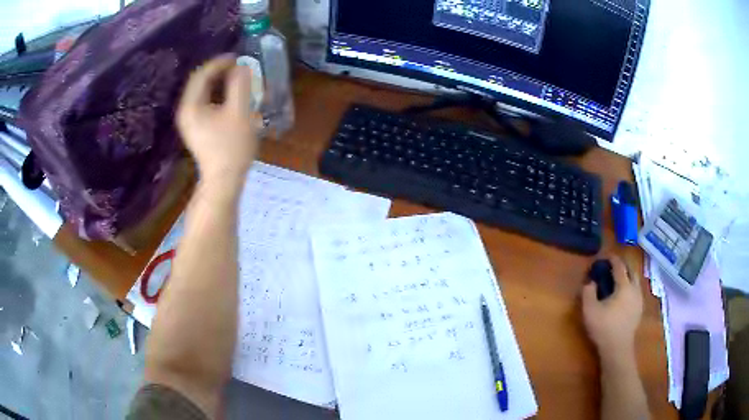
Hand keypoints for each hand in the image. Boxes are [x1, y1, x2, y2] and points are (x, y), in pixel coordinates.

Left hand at [177, 54, 259, 184]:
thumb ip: (240, 85)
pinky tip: (232, 96)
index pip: (201, 74)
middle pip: (200, 82)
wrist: (224, 180)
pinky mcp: (197, 127)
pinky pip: (205, 102)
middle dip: (220, 71)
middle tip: (240, 67)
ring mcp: (190, 120)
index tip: (238, 57)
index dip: (219, 62)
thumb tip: (242, 66)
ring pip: (203, 92)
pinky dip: (218, 94)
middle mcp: (186, 111)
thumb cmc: (232, 147)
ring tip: (238, 78)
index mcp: (191, 106)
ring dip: (220, 82)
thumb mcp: (239, 112)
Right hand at [582, 255, 642, 360]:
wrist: (618, 348)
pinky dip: (631, 287)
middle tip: (613, 266)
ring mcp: (639, 299)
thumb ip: (588, 293)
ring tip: (619, 280)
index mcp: (624, 286)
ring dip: (628, 276)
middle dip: (623, 265)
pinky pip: (637, 291)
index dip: (613, 260)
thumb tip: (590, 281)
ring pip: (636, 280)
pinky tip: (624, 295)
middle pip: (631, 270)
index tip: (605, 257)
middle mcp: (635, 288)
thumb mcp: (590, 311)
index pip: (620, 266)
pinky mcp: (640, 309)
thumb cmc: (604, 328)